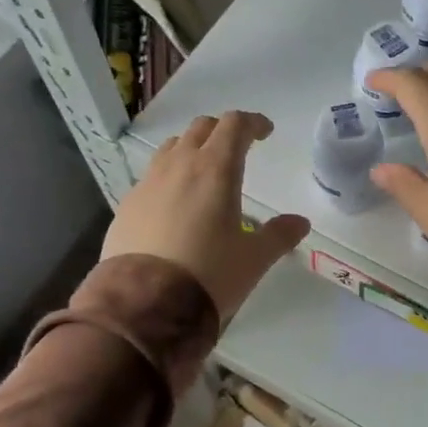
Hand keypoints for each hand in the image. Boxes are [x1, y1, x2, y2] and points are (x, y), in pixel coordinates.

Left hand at [104, 112, 309, 322]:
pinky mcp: (127, 204)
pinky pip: (151, 176)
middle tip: (237, 148)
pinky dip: (168, 176)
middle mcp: (180, 165)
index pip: (235, 125)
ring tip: (203, 171)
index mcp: (216, 169)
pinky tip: (174, 203)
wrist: (144, 304)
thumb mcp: (253, 259)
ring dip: (192, 148)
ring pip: (172, 147)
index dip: (253, 122)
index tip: (265, 133)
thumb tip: (300, 222)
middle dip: (222, 131)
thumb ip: (279, 235)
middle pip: (202, 128)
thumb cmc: (209, 274)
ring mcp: (148, 182)